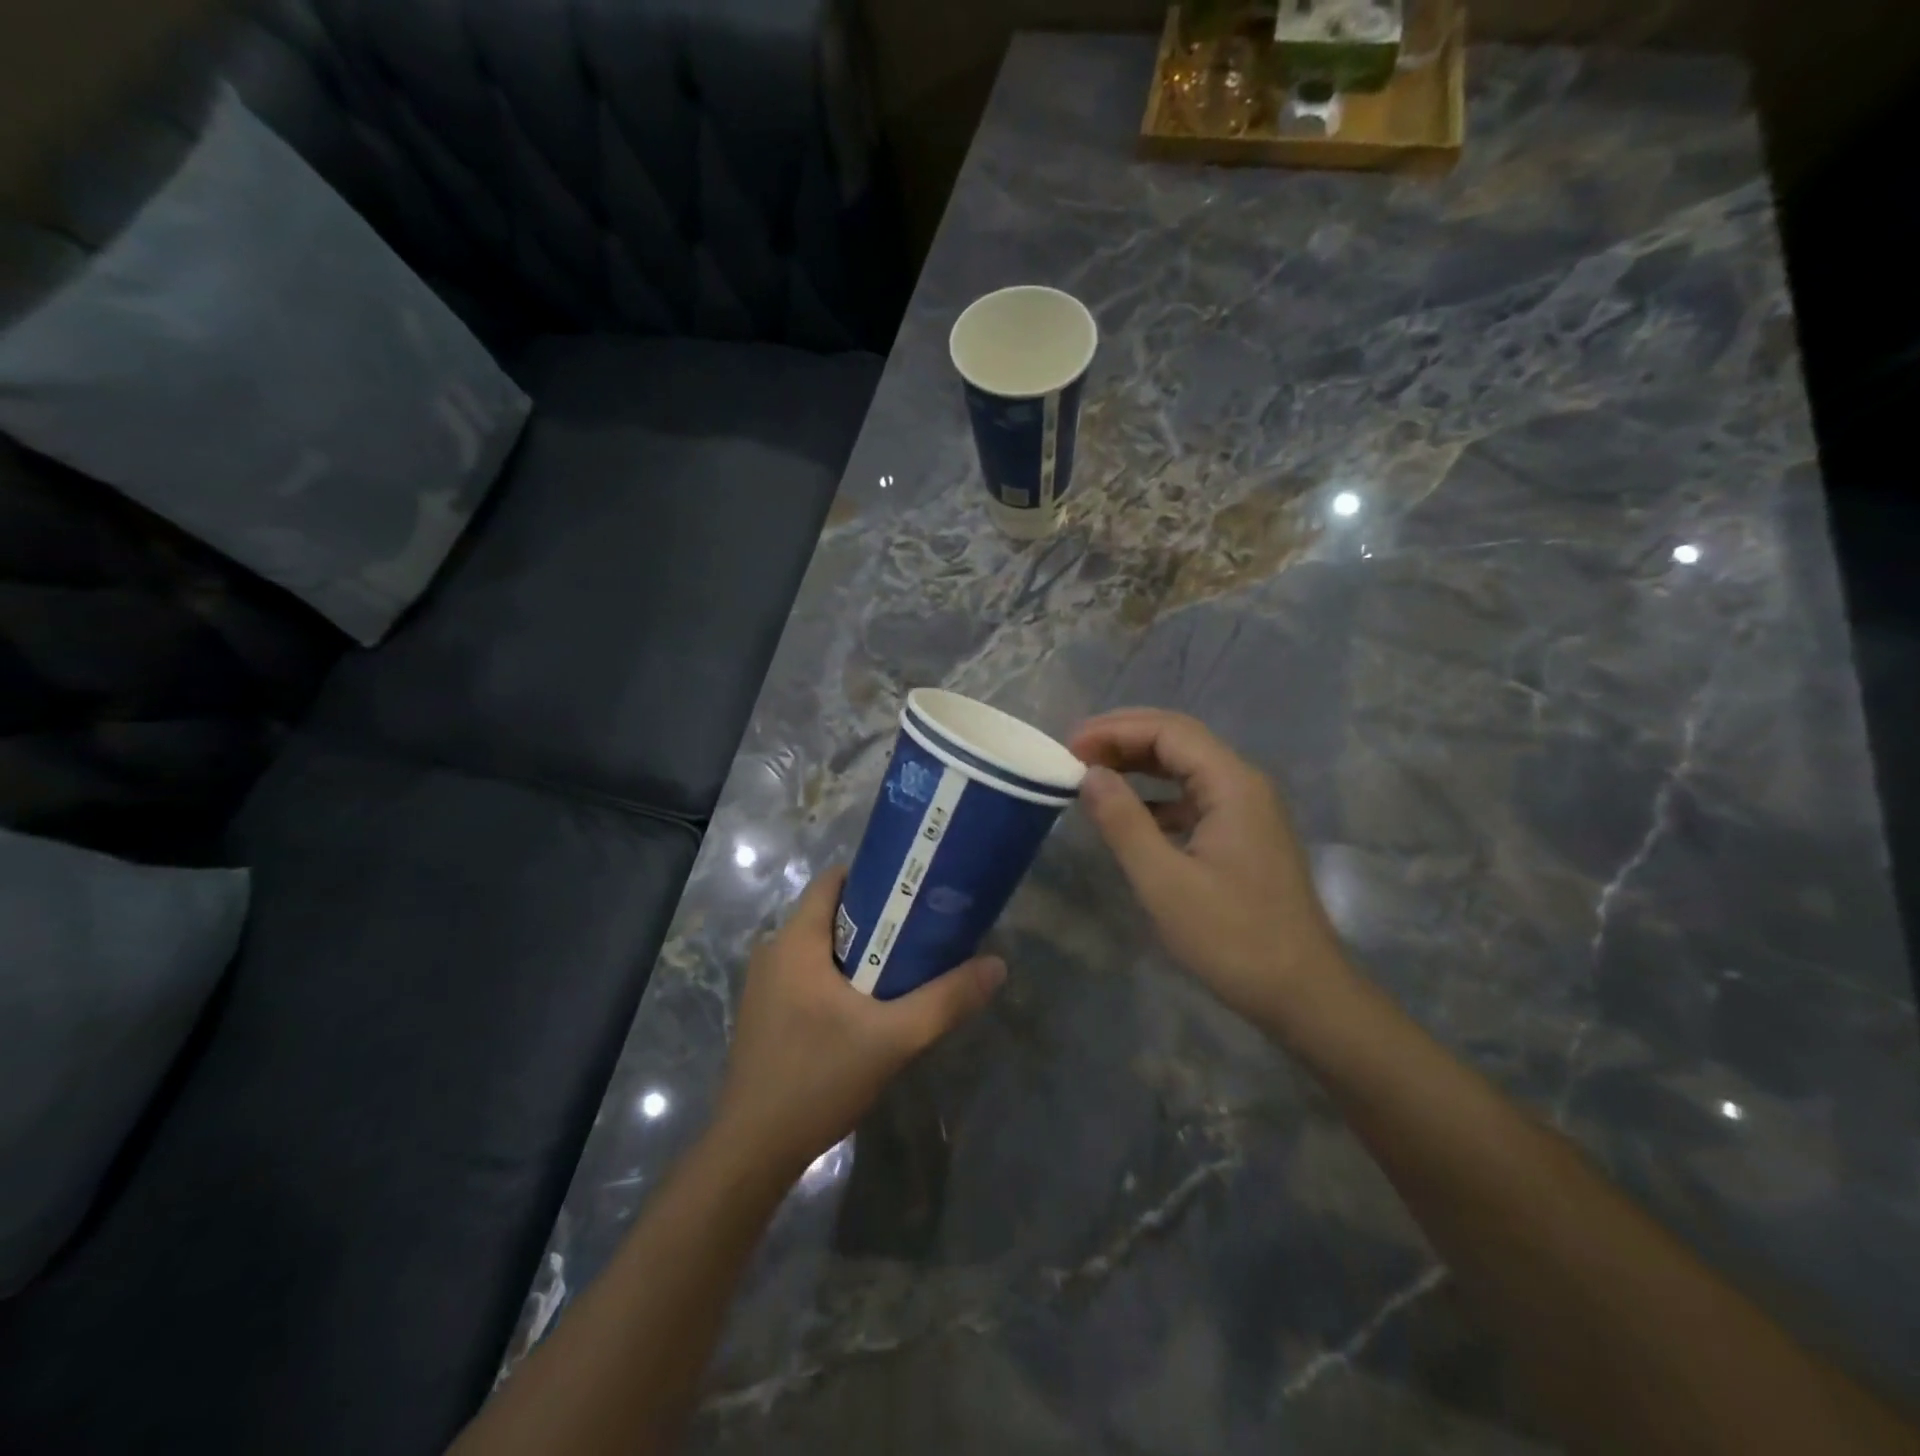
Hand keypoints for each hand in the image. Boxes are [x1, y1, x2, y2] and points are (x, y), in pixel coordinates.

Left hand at [711, 868, 1006, 1178]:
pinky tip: (868, 1005)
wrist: (754, 1150)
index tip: (915, 890)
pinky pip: (808, 974)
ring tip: (905, 965)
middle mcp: (773, 950)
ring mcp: (764, 983)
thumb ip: (946, 1000)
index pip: (834, 879)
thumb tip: (996, 965)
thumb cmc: (818, 1078)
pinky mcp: (766, 1012)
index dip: (876, 876)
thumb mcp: (893, 1039)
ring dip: (860, 951)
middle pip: (831, 913)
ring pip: (820, 947)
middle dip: (877, 917)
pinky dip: (839, 976)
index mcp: (795, 940)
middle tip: (922, 931)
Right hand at [1070, 709, 1349, 1030]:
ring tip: (1092, 772)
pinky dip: (1156, 795)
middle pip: (1179, 739)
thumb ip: (1123, 821)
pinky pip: (1193, 797)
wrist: (1303, 994)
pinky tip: (1129, 813)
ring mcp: (1247, 810)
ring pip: (1186, 767)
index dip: (1114, 730)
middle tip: (1074, 752)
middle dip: (1124, 738)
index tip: (1069, 747)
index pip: (1168, 731)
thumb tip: (1089, 775)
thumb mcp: (1164, 881)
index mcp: (1232, 784)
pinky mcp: (1243, 835)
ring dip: (1138, 763)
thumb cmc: (1232, 937)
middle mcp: (1244, 784)